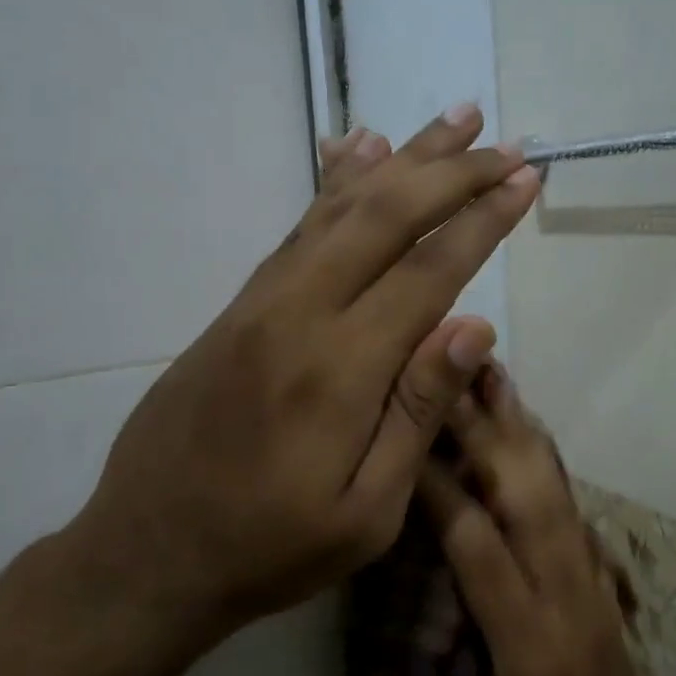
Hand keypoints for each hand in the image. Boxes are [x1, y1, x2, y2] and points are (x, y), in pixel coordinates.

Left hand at [64, 107, 540, 636]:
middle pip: (384, 218)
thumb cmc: (272, 549)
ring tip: (452, 122)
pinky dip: (336, 185)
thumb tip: (474, 327)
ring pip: (338, 209)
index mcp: (340, 371)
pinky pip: (296, 230)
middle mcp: (298, 316)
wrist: (149, 554)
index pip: (428, 273)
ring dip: (402, 161)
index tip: (526, 180)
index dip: (482, 221)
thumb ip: (418, 413)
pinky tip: (359, 153)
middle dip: (451, 173)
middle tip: (504, 142)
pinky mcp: (236, 309)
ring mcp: (259, 305)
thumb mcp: (367, 513)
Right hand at [418, 368, 670, 675]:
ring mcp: (594, 582)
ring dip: (523, 433)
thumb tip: (440, 553)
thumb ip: (464, 628)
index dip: (440, 486)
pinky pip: (573, 507)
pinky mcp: (603, 577)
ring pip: (556, 492)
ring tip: (496, 382)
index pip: (477, 544)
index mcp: (528, 641)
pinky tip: (531, 434)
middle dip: (489, 433)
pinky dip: (547, 462)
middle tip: (458, 377)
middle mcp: (569, 596)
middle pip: (528, 499)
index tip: (408, 436)